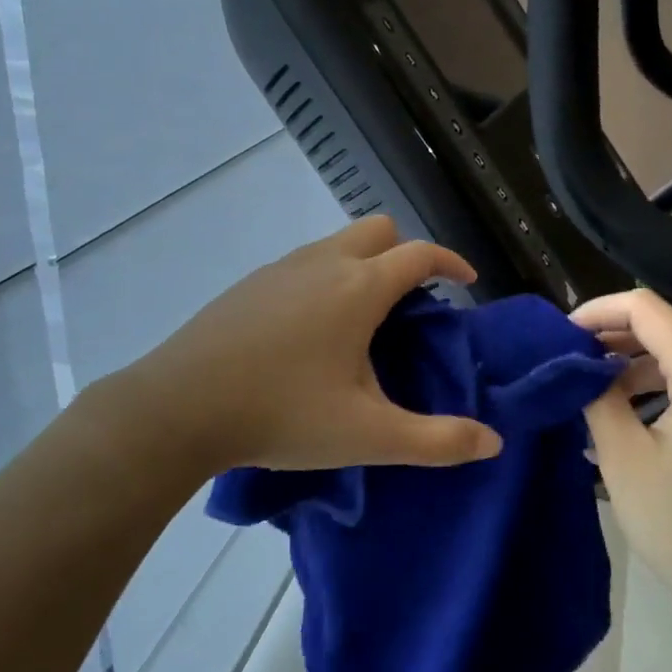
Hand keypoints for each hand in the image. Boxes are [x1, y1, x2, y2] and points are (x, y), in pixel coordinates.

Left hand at [106, 216, 502, 477]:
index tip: (467, 282)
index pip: (420, 254)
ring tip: (364, 318)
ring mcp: (281, 267)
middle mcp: (324, 262)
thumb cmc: (282, 414)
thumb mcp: (368, 435)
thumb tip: (492, 442)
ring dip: (364, 263)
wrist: (178, 406)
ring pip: (338, 242)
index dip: (451, 262)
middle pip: (379, 229)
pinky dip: (327, 275)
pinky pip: (305, 261)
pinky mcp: (250, 282)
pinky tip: (312, 329)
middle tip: (412, 302)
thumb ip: (437, 441)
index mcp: (359, 287)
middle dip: (405, 253)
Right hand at [573, 290, 671, 634]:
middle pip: (665, 326)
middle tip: (567, 365)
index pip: (644, 307)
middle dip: (611, 338)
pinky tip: (627, 420)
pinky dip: (660, 388)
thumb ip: (598, 398)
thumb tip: (580, 367)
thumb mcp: (625, 460)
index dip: (596, 311)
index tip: (558, 337)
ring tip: (590, 396)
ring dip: (633, 366)